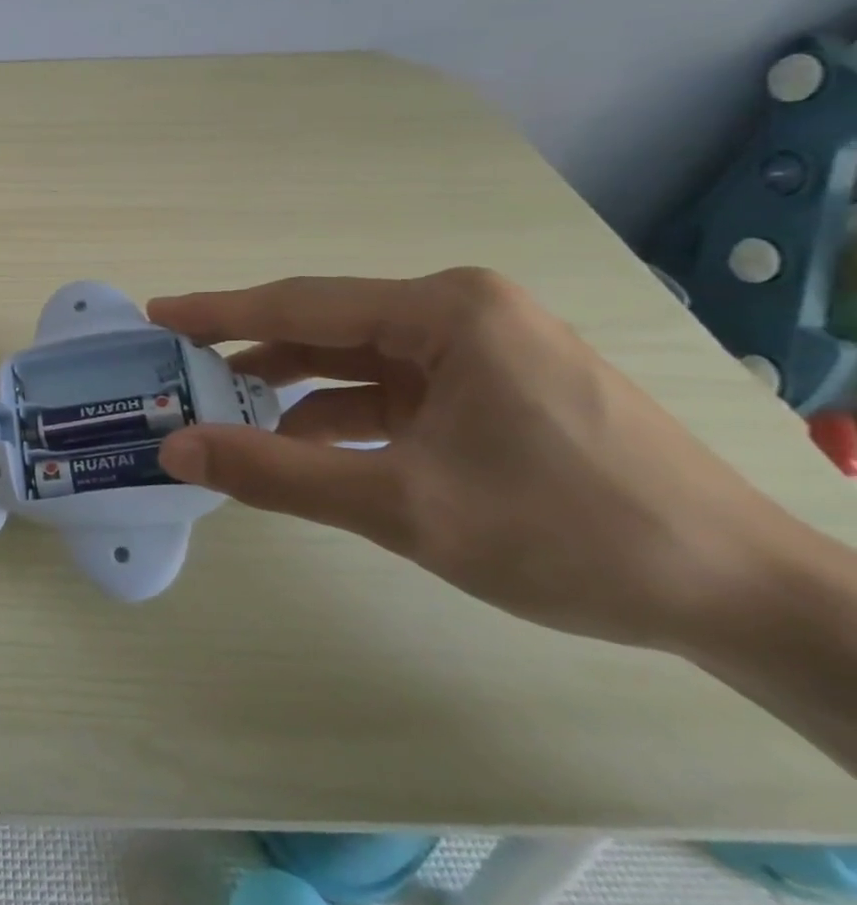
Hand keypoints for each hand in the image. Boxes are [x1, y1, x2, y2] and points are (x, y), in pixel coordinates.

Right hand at [147, 268, 800, 650]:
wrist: (748, 601)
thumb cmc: (569, 536)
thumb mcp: (402, 506)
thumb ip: (276, 472)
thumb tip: (174, 449)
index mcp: (445, 311)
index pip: (301, 303)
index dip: (219, 312)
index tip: (156, 313)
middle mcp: (462, 311)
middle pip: (328, 327)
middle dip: (252, 352)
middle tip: (181, 369)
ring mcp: (484, 349)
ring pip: (359, 360)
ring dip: (295, 387)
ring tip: (226, 412)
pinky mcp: (497, 387)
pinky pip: (395, 389)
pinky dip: (344, 414)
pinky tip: (305, 444)